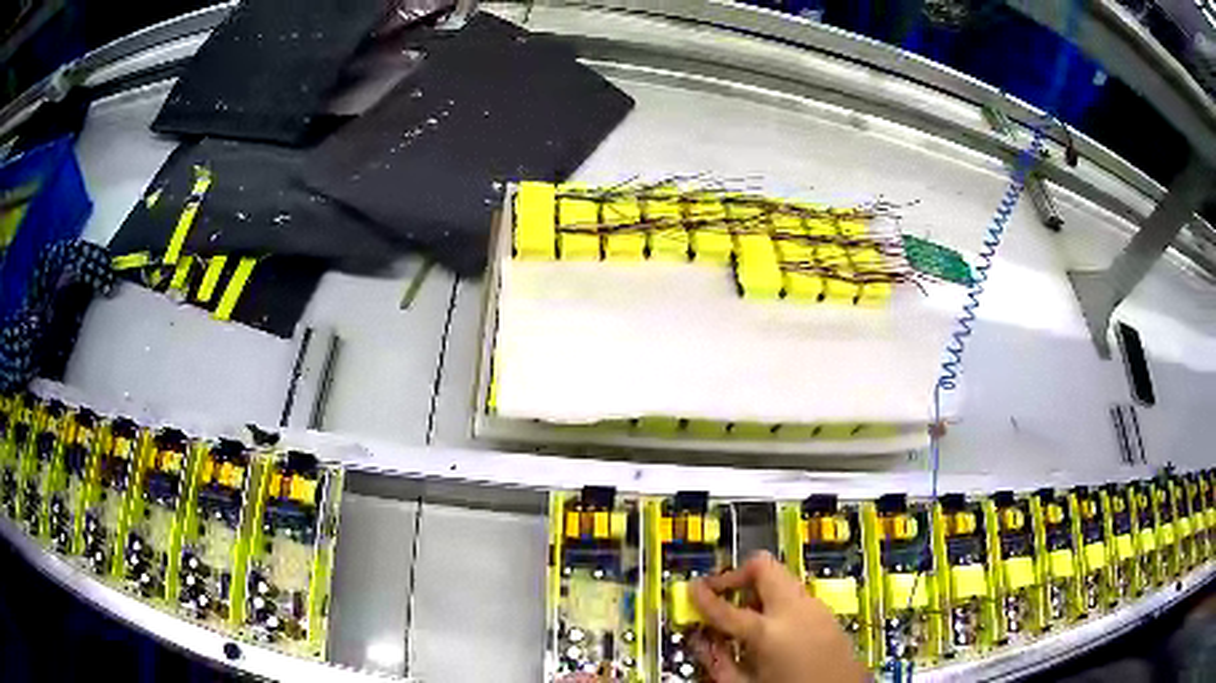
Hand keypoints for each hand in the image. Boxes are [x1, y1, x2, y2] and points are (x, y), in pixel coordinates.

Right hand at [690, 551, 868, 682]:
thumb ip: (717, 661)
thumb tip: (699, 639)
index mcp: (769, 632)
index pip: (726, 607)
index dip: (704, 597)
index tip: (691, 588)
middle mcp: (795, 610)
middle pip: (763, 567)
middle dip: (738, 575)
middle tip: (722, 593)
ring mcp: (815, 607)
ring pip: (781, 578)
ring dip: (758, 589)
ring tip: (746, 616)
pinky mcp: (826, 612)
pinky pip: (796, 594)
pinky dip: (777, 601)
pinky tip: (771, 628)